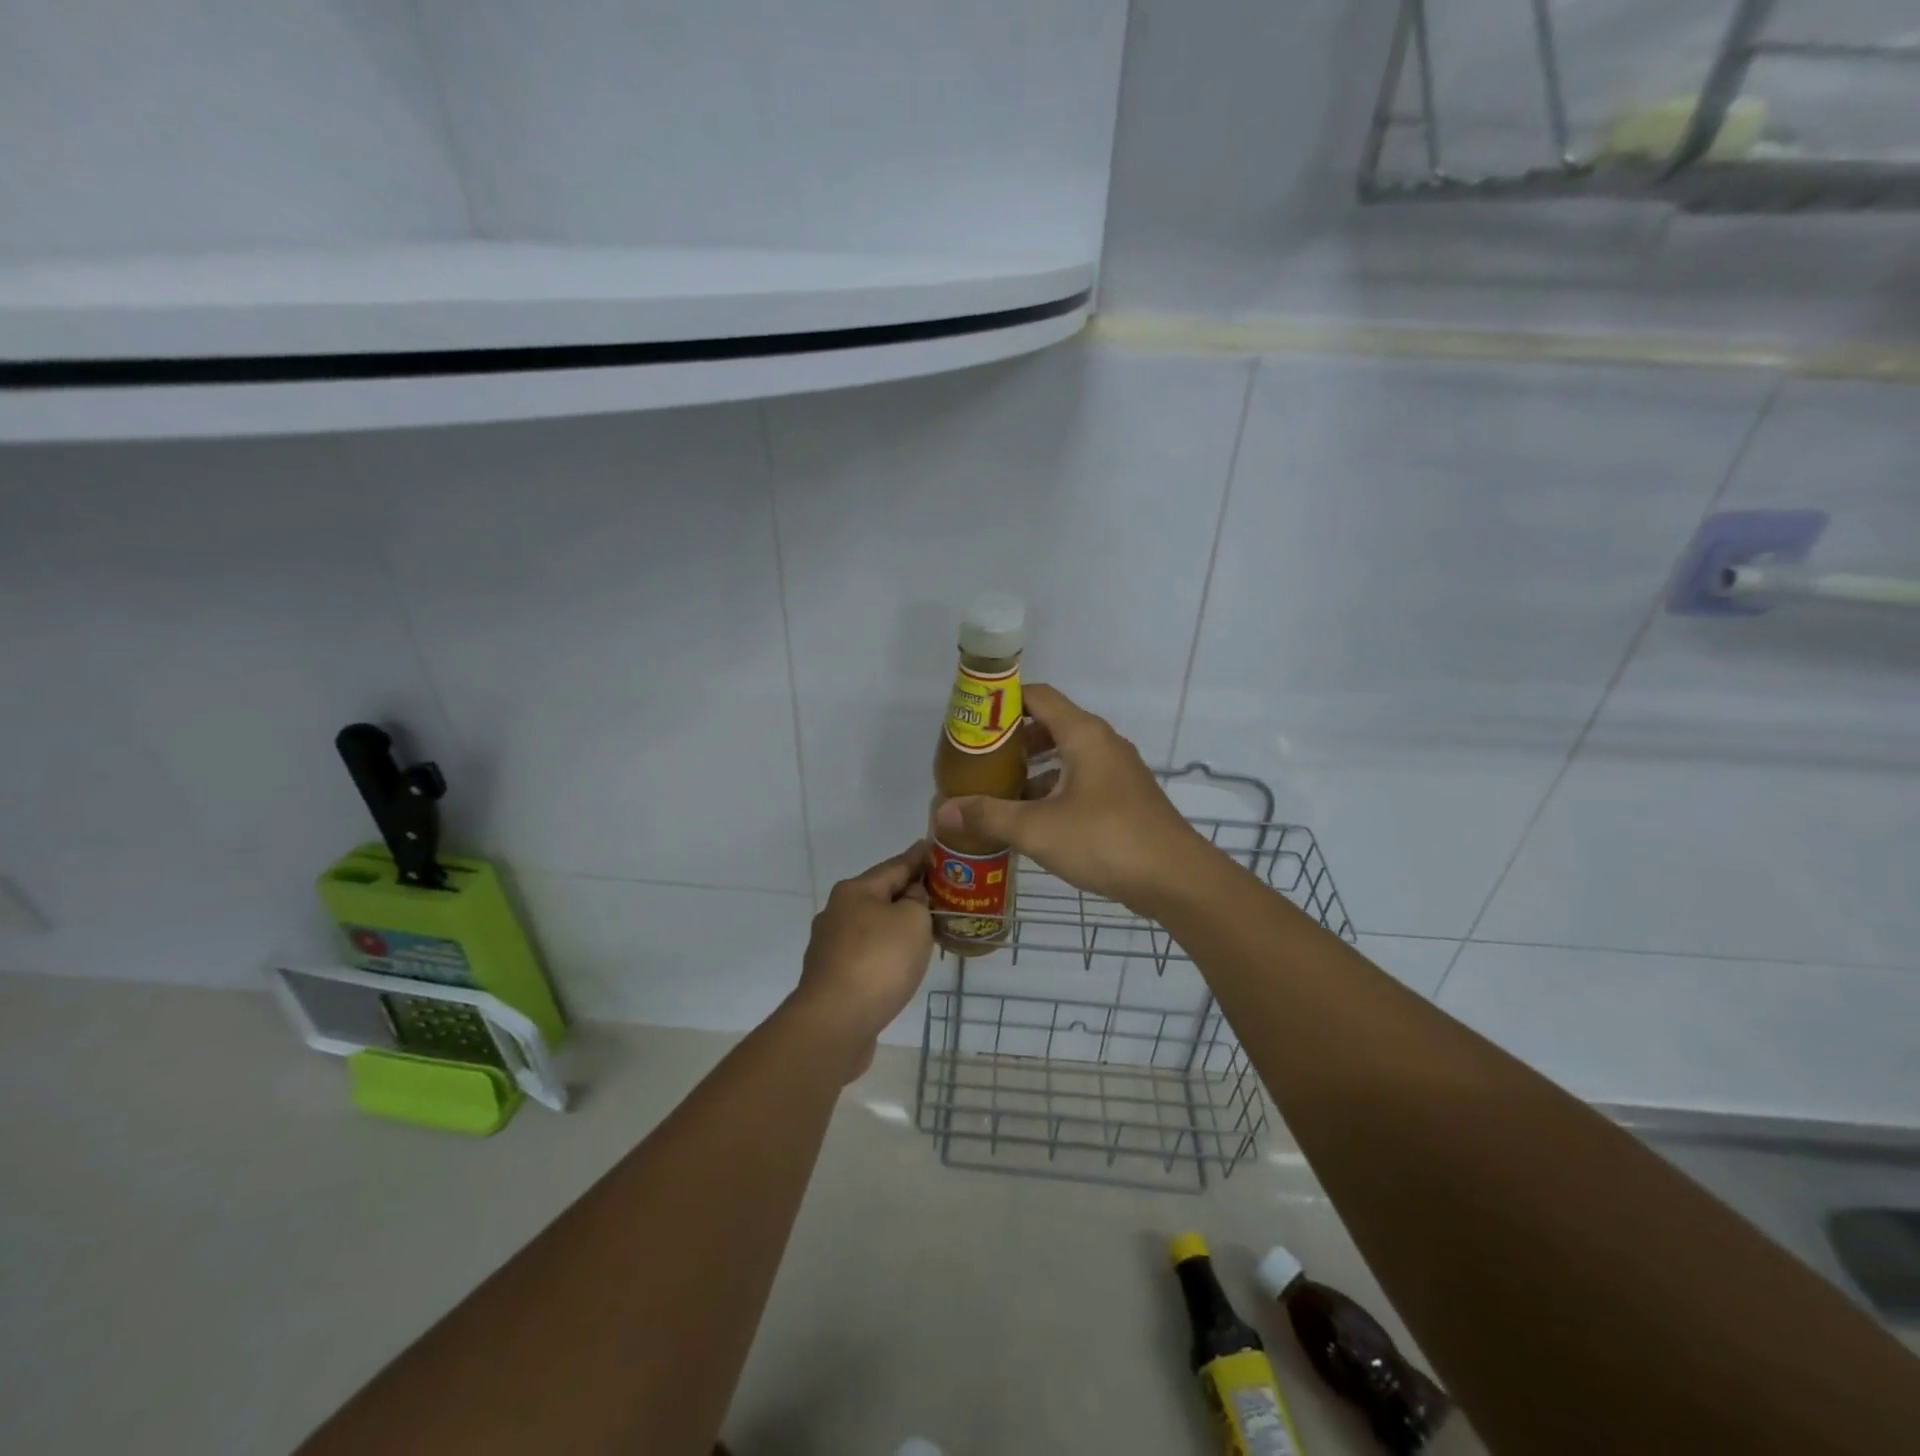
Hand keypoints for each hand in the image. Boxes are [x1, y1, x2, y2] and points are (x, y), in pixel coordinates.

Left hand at [789, 842, 933, 1078]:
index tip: (934, 847)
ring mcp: (831, 946)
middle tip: (940, 893)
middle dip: (909, 894)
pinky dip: (887, 951)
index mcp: (854, 890)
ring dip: (898, 926)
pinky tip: (903, 962)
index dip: (919, 857)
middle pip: (881, 895)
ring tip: (927, 929)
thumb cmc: (879, 961)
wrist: (836, 1022)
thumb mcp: (912, 920)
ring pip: (873, 926)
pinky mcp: (833, 976)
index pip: (895, 865)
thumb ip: (918, 900)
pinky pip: (868, 953)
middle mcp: (837, 912)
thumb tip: (910, 898)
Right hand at [933, 684, 1204, 912]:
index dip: (1002, 701)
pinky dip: (1053, 789)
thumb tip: (942, 811)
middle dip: (1012, 740)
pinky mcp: (1124, 798)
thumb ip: (988, 816)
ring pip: (1066, 755)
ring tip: (998, 791)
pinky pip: (1080, 780)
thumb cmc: (1105, 841)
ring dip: (1032, 768)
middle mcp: (1102, 743)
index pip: (1037, 696)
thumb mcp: (1037, 829)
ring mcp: (1117, 771)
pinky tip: (1033, 820)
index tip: (971, 721)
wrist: (1176, 879)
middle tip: (978, 761)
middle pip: (1050, 724)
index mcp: (1083, 734)